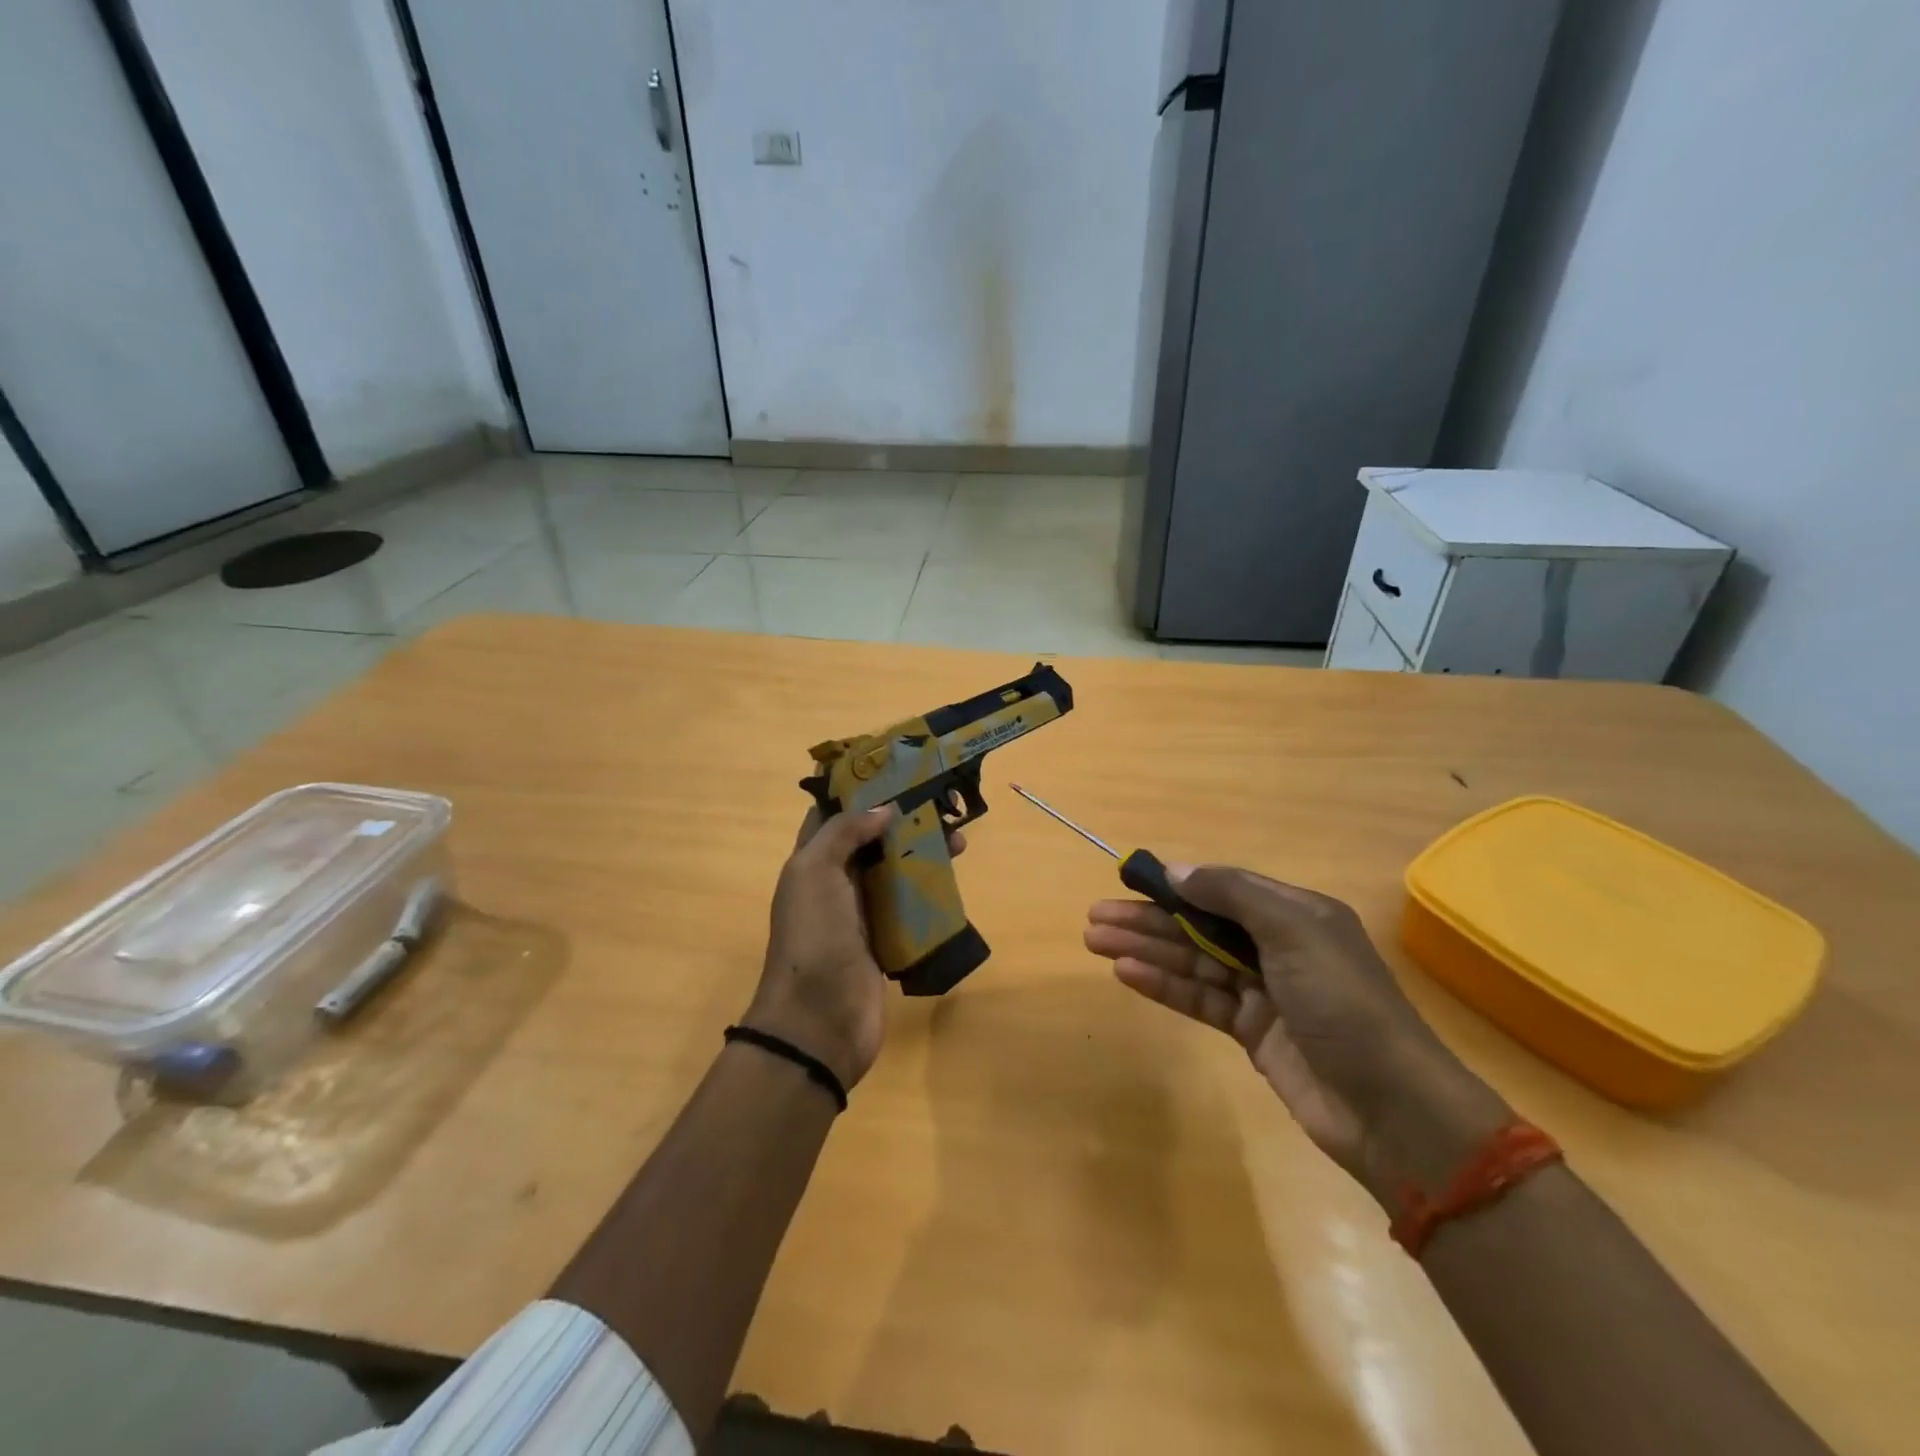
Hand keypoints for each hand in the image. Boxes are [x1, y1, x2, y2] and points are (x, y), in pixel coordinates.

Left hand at [744, 806, 963, 1093]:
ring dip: (924, 853)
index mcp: (811, 862)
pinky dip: (930, 892)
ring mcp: (862, 914)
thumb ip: (844, 833)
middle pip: (872, 841)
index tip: (897, 770)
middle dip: (903, 820)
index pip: (833, 815)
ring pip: (895, 872)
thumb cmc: (813, 939)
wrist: (818, 1023)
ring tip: (960, 841)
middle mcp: (835, 883)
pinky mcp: (886, 941)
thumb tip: (883, 808)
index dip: (860, 791)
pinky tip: (954, 881)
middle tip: (942, 805)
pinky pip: (910, 907)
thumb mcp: (815, 873)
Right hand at [1085, 867, 1507, 1201]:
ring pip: (1193, 962)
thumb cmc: (1342, 1003)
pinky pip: (1200, 999)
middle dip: (1148, 920)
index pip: (1221, 889)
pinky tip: (1127, 974)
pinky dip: (1165, 985)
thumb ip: (1231, 894)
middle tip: (1095, 919)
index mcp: (1295, 914)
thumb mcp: (1293, 930)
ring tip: (1096, 942)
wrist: (1391, 1108)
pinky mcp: (1252, 1033)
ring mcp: (1264, 992)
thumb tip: (1174, 869)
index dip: (1173, 884)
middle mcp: (1278, 947)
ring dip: (1146, 950)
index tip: (1128, 881)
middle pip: (1199, 925)